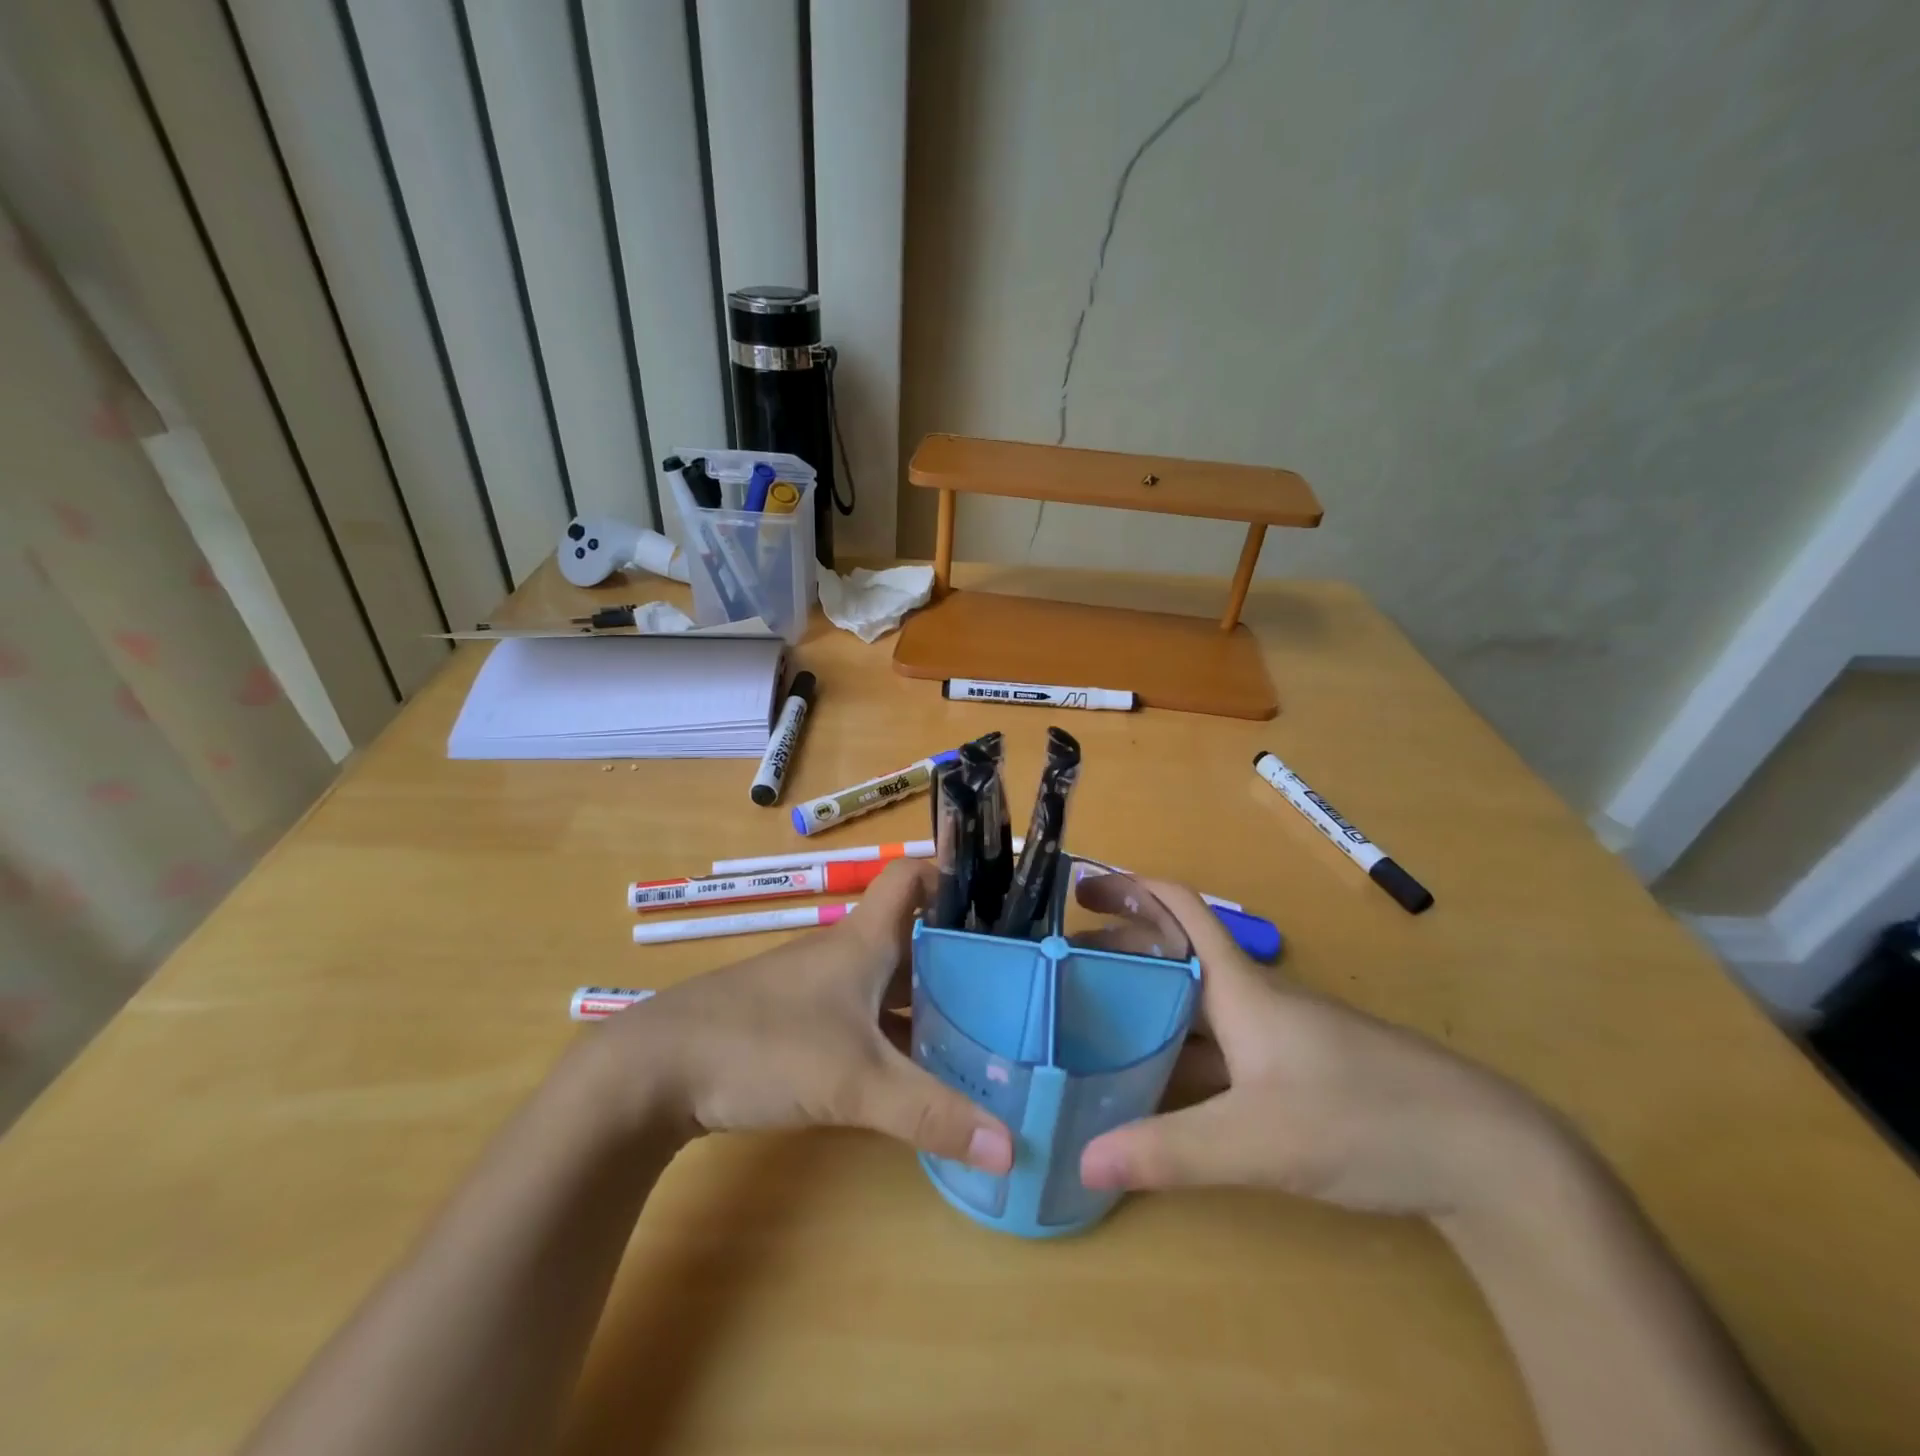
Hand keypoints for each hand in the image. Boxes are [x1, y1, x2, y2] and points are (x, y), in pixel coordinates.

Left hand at [592, 860, 1013, 1173]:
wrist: (656, 1068)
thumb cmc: (764, 1046)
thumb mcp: (856, 1082)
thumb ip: (932, 1114)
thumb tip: (1011, 1148)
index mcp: (864, 940)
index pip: (912, 877)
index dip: (952, 878)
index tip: (996, 907)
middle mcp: (844, 953)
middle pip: (912, 936)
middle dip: (959, 955)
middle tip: (1010, 987)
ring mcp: (817, 988)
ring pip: (888, 980)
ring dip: (928, 999)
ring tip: (979, 1031)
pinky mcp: (796, 1021)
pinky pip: (863, 1014)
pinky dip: (894, 1032)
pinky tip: (913, 1070)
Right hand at [1079, 882, 1561, 1217]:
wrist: (1486, 1153)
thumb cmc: (1364, 1117)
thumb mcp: (1259, 1141)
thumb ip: (1170, 1151)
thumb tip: (1082, 1160)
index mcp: (1240, 987)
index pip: (1179, 909)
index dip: (1129, 887)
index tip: (1078, 890)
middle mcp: (1252, 998)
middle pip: (1175, 953)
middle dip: (1119, 948)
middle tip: (1061, 968)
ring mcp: (1276, 1035)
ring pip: (1194, 1001)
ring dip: (1144, 999)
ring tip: (1089, 1018)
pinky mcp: (1293, 1070)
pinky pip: (1215, 1044)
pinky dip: (1175, 1047)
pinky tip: (1153, 1080)